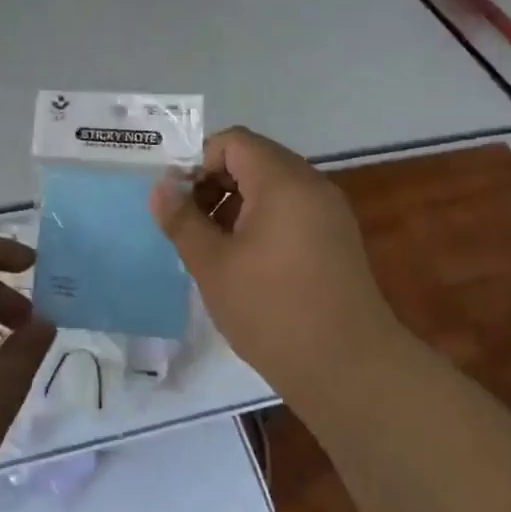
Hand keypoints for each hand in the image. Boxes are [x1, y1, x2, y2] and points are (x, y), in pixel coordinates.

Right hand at [151, 125, 392, 400]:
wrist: (349, 369)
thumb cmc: (272, 309)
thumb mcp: (212, 264)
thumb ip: (181, 219)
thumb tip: (161, 187)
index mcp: (283, 181)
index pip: (233, 142)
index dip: (198, 161)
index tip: (178, 200)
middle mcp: (312, 185)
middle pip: (254, 160)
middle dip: (214, 183)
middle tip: (189, 224)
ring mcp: (329, 213)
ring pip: (272, 187)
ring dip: (236, 204)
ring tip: (213, 247)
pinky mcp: (336, 240)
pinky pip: (291, 210)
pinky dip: (262, 221)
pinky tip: (244, 262)